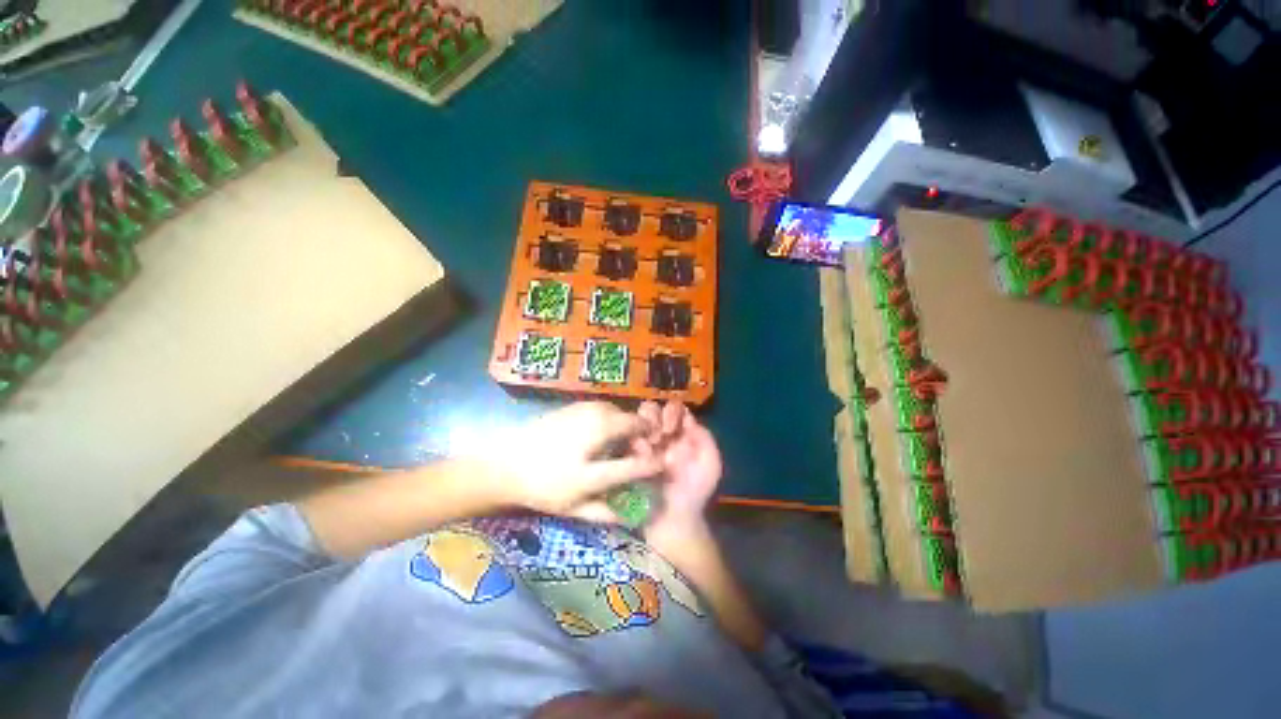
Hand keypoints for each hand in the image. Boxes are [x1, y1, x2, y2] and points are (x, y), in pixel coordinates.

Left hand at [488, 402, 662, 518]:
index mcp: (588, 468)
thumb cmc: (541, 487)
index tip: (661, 464)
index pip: (631, 465)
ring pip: (619, 413)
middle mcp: (591, 431)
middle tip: (639, 450)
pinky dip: (614, 418)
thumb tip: (630, 516)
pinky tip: (605, 431)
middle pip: (630, 425)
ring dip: (628, 426)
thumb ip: (603, 512)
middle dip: (642, 436)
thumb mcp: (572, 507)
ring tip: (623, 441)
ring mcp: (583, 413)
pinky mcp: (576, 405)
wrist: (505, 461)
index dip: (650, 465)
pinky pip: (605, 408)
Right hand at [635, 401, 722, 539]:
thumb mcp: (710, 463)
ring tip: (652, 443)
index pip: (673, 408)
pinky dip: (634, 442)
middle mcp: (660, 435)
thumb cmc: (695, 491)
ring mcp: (643, 444)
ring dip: (643, 426)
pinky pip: (625, 439)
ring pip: (636, 419)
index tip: (674, 428)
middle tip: (662, 435)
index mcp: (680, 433)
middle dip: (655, 417)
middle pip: (651, 409)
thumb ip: (703, 437)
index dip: (672, 411)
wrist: (674, 520)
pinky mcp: (628, 456)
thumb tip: (686, 416)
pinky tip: (642, 454)